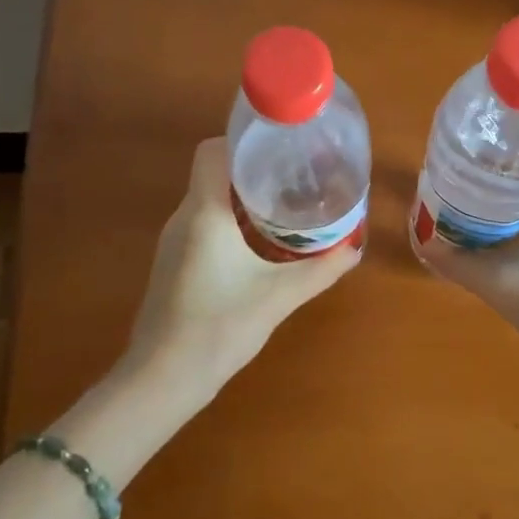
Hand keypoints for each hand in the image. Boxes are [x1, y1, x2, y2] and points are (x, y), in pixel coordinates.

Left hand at [128, 137, 360, 388]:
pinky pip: (205, 224)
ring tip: (286, 205)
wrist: (164, 377)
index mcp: (204, 213)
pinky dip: (232, 222)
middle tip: (296, 176)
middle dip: (254, 170)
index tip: (280, 148)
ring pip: (210, 200)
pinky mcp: (174, 263)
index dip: (244, 141)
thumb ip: (320, 270)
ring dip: (244, 198)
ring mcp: (174, 241)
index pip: (213, 151)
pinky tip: (261, 243)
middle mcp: (184, 218)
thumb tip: (355, 249)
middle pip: (215, 173)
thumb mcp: (279, 297)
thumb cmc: (219, 327)